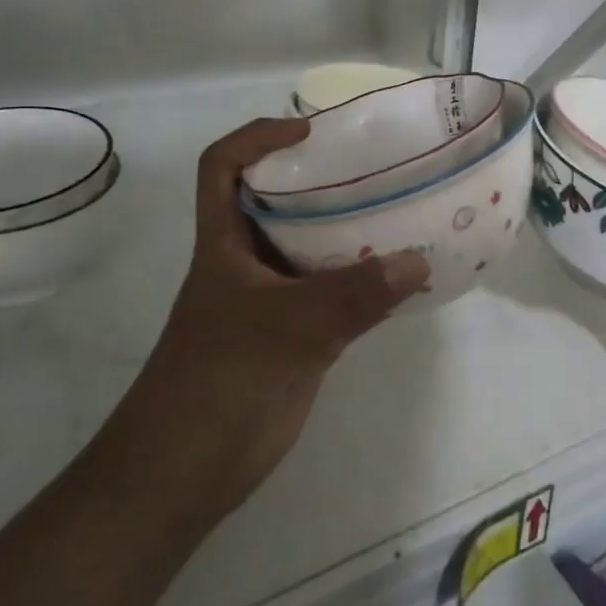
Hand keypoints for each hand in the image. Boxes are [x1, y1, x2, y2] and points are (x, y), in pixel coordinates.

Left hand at [99, 117, 429, 529]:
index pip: (223, 168)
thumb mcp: (288, 330)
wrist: (186, 473)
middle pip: (279, 200)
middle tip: (379, 165)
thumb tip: (419, 261)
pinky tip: (403, 276)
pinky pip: (335, 292)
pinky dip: (365, 280)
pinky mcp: (295, 335)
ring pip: (313, 247)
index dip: (258, 139)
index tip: (310, 133)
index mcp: (225, 242)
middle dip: (323, 178)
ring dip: (352, 230)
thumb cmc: (219, 383)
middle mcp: (248, 260)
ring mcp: (272, 299)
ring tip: (404, 209)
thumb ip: (354, 295)